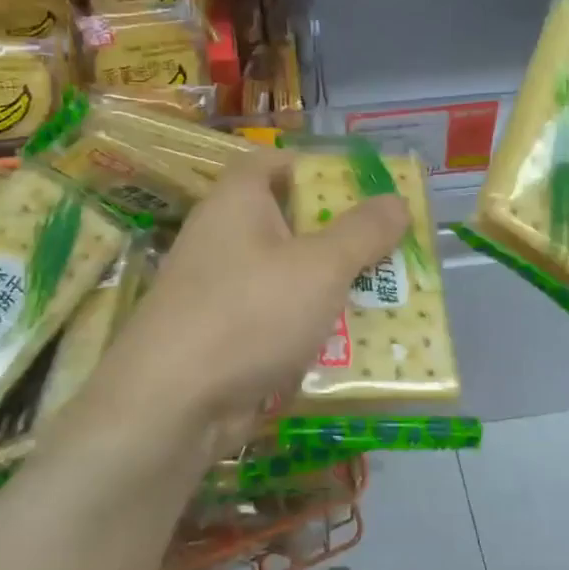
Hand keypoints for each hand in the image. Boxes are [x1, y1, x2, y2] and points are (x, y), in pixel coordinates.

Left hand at [87, 151, 409, 469]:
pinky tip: (354, 346)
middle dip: (342, 237)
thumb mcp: (319, 267)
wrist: (172, 406)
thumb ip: (362, 232)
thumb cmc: (250, 314)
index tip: (362, 187)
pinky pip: (279, 322)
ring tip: (388, 299)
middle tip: (390, 248)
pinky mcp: (226, 338)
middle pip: (290, 223)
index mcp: (238, 202)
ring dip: (333, 289)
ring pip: (289, 278)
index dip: (316, 167)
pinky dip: (312, 329)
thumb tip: (396, 201)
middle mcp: (225, 239)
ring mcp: (223, 292)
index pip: (273, 163)